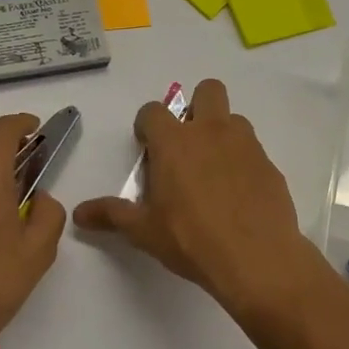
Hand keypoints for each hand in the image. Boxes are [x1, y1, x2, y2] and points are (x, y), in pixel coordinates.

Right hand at [73, 80, 319, 315]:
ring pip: (234, 119)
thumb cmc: (191, 239)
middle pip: (208, 90)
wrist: (257, 258)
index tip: (147, 147)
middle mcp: (211, 131)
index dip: (146, 125)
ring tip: (215, 171)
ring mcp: (245, 145)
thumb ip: (112, 215)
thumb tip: (79, 213)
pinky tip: (239, 195)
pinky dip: (244, 163)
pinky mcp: (270, 165)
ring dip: (223, 133)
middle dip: (197, 106)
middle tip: (188, 143)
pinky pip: (254, 151)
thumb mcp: (144, 231)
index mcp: (174, 142)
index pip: (152, 111)